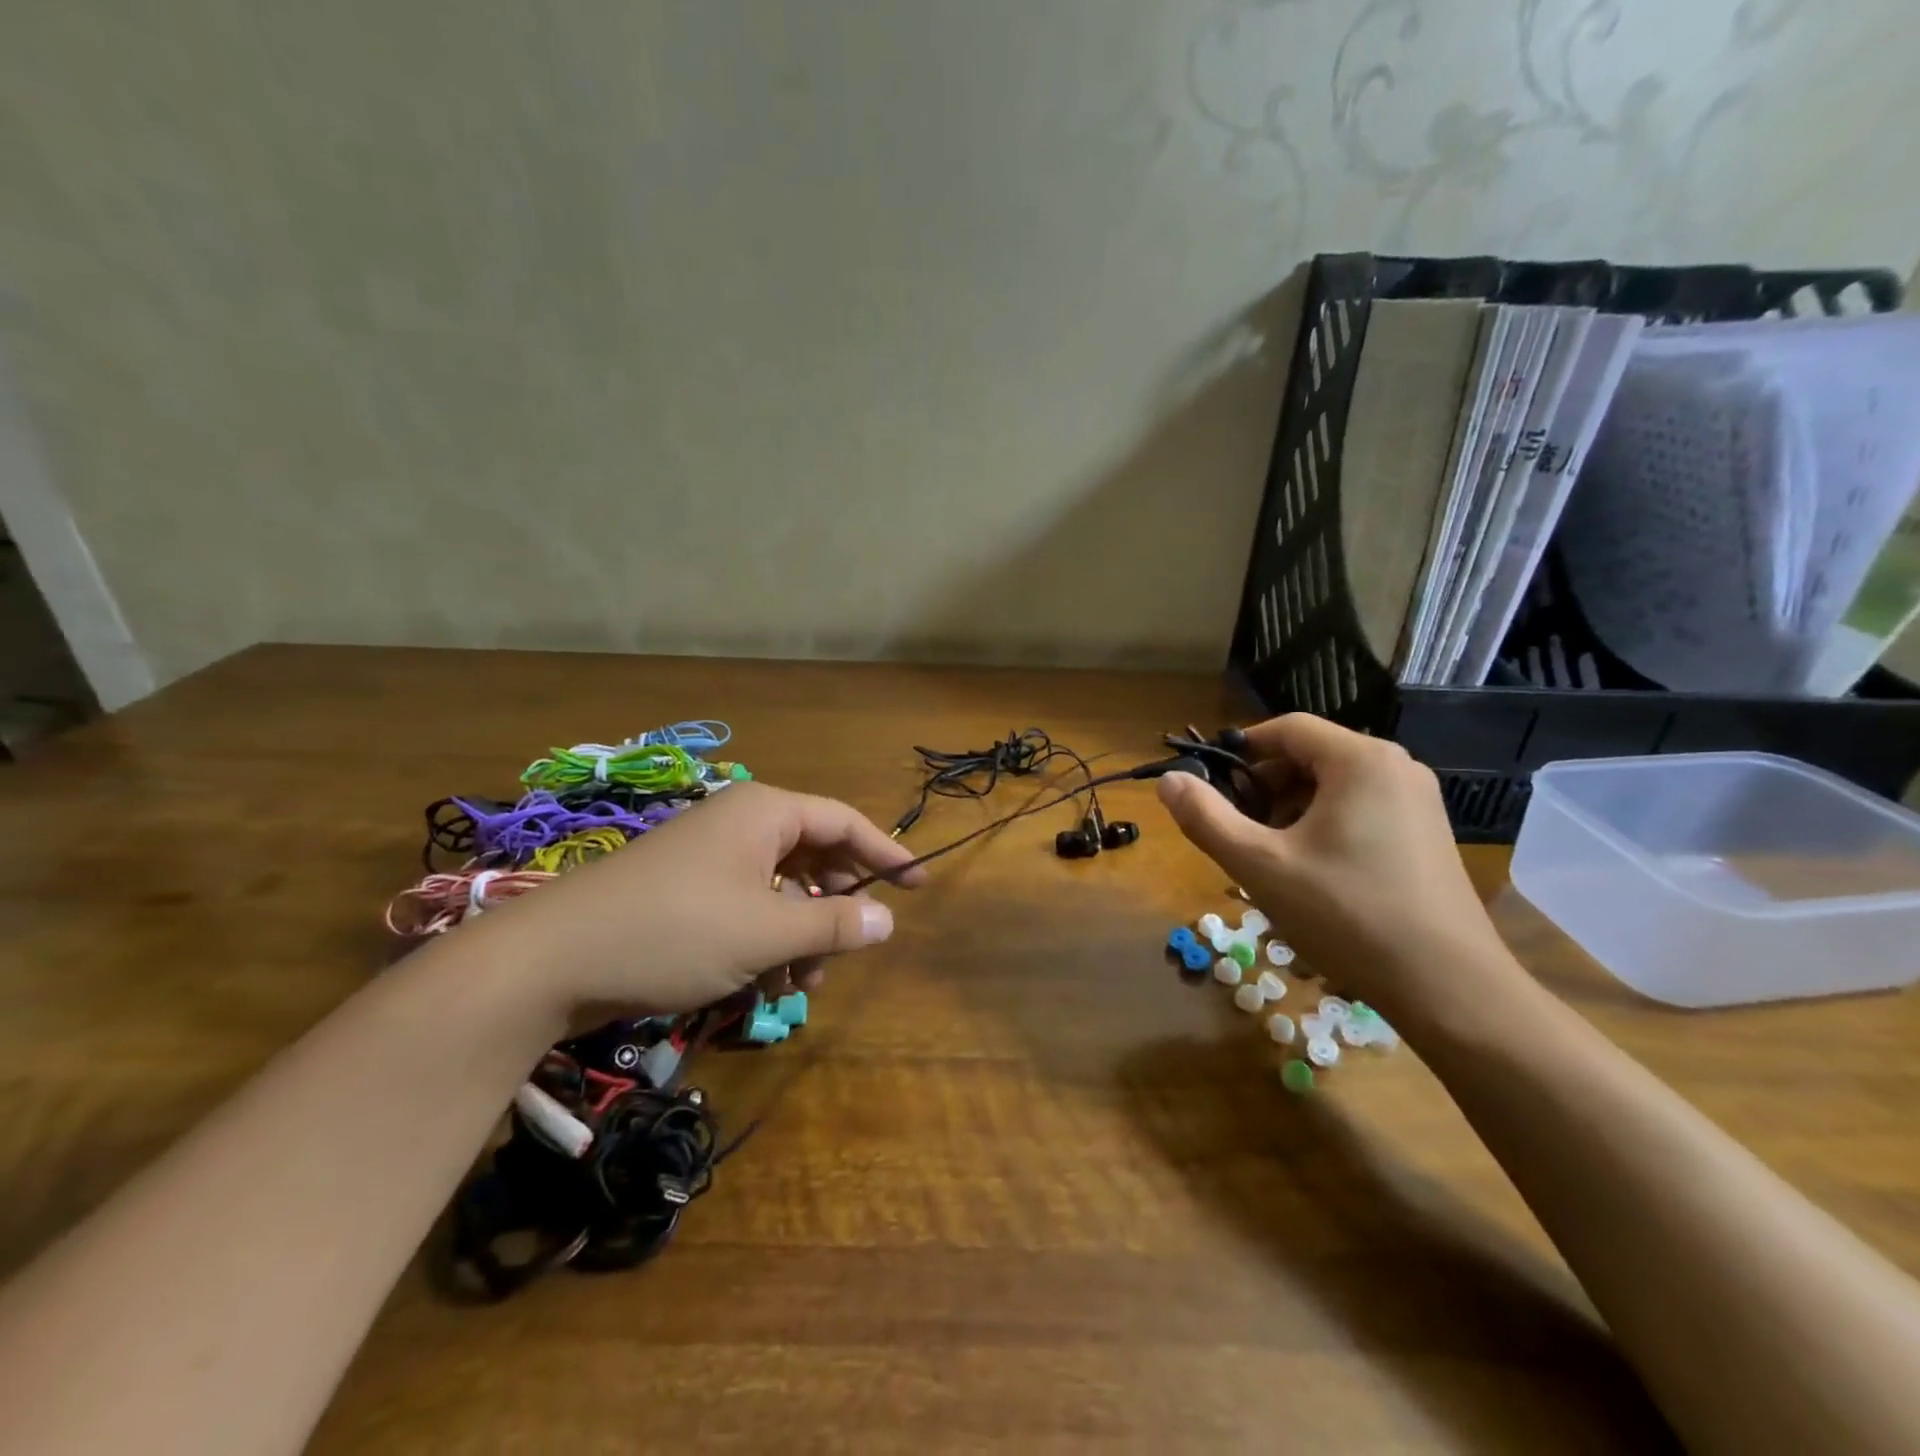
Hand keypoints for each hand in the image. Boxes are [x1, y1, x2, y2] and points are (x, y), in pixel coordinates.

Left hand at [459, 782, 923, 1015]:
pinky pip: (747, 906)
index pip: (844, 822)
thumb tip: (889, 920)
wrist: (552, 961)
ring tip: (803, 983)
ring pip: (780, 888)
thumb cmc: (674, 931)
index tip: (919, 884)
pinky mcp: (686, 891)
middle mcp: (740, 824)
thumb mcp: (766, 933)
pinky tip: (764, 984)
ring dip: (801, 932)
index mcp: (765, 813)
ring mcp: (710, 857)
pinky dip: (766, 940)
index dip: (886, 852)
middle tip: (852, 944)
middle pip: (813, 854)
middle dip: (836, 903)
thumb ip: (834, 924)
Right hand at [1155, 714, 1520, 1025]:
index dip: (1239, 751)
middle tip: (1236, 831)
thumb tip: (1169, 781)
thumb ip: (1207, 818)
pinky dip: (1323, 827)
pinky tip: (1311, 874)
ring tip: (1269, 858)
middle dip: (1263, 788)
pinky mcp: (1426, 835)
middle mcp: (1395, 768)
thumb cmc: (1347, 915)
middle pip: (1309, 757)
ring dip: (1290, 811)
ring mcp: (1417, 802)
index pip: (1286, 729)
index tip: (1208, 785)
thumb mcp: (1261, 866)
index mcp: (1360, 760)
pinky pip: (1360, 810)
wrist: (1451, 989)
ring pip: (1333, 787)